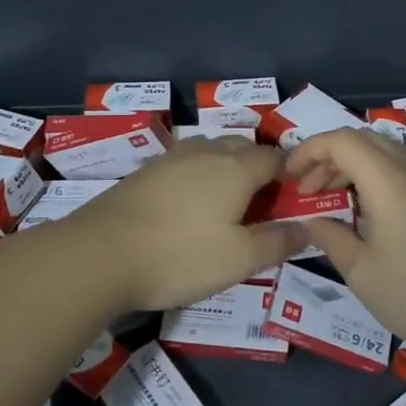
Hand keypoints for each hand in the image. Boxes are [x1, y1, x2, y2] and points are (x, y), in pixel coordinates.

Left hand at [70, 136, 304, 310]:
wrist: (99, 254)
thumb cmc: (180, 256)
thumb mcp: (240, 259)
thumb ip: (278, 242)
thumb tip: (306, 228)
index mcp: (236, 168)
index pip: (274, 157)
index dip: (289, 174)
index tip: (292, 198)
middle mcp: (205, 153)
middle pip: (242, 147)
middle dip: (258, 166)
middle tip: (261, 203)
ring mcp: (170, 159)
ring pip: (210, 150)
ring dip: (225, 167)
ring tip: (225, 201)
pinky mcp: (143, 173)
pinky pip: (183, 164)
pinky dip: (196, 176)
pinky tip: (187, 204)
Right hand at [284, 128, 405, 355]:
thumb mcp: (361, 272)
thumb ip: (331, 237)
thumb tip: (312, 220)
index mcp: (390, 182)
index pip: (343, 141)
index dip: (310, 150)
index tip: (288, 176)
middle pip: (364, 139)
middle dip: (329, 155)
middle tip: (307, 189)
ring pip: (385, 153)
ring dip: (352, 166)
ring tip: (331, 200)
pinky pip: (402, 171)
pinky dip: (374, 177)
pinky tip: (364, 212)